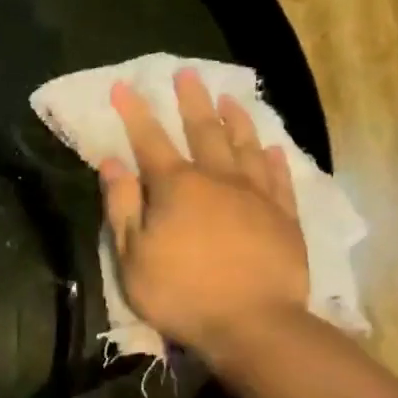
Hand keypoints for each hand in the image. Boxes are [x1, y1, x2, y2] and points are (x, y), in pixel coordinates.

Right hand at [99, 70, 309, 355]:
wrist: (252, 324)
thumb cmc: (180, 291)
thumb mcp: (132, 254)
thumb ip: (122, 204)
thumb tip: (113, 162)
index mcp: (176, 187)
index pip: (149, 140)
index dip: (134, 113)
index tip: (124, 86)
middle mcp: (217, 180)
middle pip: (202, 131)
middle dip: (190, 101)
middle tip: (186, 73)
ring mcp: (256, 196)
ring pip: (245, 146)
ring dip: (235, 120)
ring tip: (229, 97)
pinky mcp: (284, 217)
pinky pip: (279, 178)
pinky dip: (274, 159)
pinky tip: (272, 147)